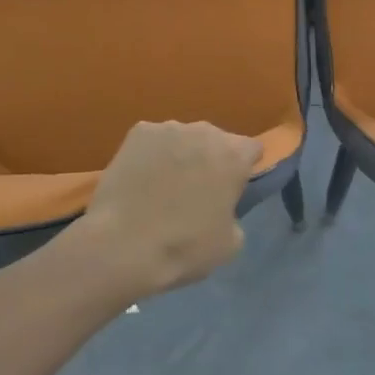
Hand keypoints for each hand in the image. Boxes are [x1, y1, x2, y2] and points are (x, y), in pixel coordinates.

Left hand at [66, 121, 261, 301]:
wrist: (122, 245)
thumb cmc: (184, 247)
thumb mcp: (230, 244)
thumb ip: (235, 214)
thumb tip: (222, 208)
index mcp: (234, 155)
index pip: (252, 149)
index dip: (244, 169)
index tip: (232, 190)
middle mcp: (206, 131)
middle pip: (217, 140)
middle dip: (212, 159)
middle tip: (197, 190)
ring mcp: (169, 128)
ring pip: (184, 138)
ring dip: (182, 155)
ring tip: (163, 186)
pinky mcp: (138, 132)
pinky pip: (153, 140)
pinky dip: (151, 155)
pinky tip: (141, 179)